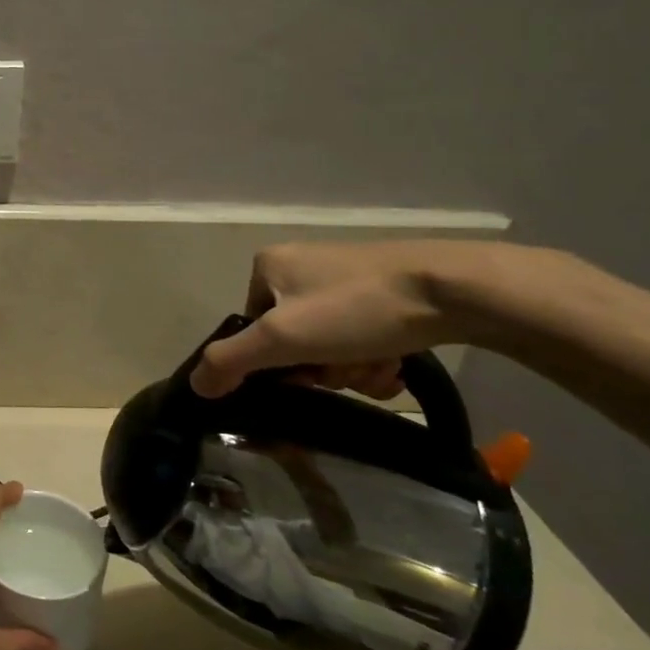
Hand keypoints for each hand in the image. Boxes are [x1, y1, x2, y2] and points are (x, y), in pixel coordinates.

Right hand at [192, 240, 501, 398]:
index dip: (276, 362)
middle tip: (346, 371)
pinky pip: (360, 334)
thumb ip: (231, 361)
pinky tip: (395, 362)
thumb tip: (195, 385)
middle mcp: (301, 264)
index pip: (252, 328)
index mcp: (268, 266)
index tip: (307, 374)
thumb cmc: (355, 309)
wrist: (453, 289)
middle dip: (321, 367)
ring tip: (378, 367)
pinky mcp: (383, 288)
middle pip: (293, 339)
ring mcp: (344, 275)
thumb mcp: (283, 339)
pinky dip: (373, 356)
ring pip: (330, 342)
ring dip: (350, 368)